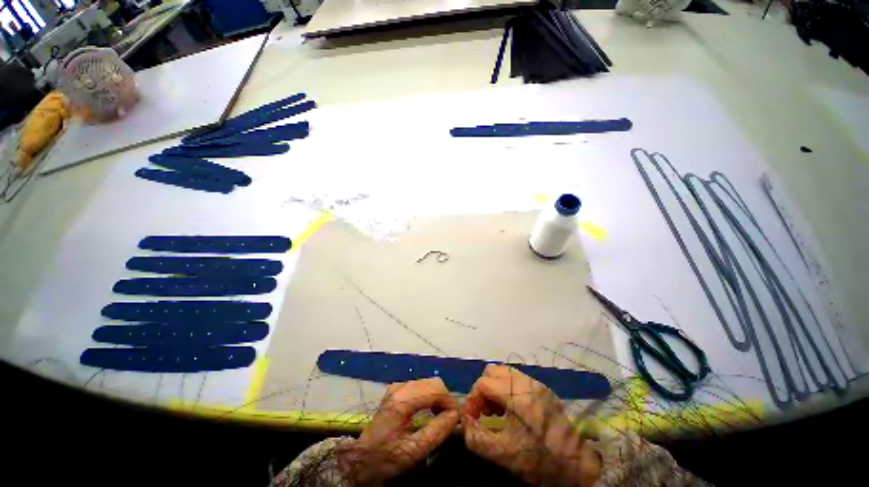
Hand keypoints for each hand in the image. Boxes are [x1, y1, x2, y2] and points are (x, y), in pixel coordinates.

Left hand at [339, 377, 459, 484]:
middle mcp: (400, 387)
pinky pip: (420, 386)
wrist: (361, 460)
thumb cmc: (386, 458)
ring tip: (442, 416)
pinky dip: (430, 396)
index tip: (457, 419)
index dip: (450, 402)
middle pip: (433, 382)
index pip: (435, 389)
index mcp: (402, 400)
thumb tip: (455, 416)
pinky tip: (430, 411)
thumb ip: (437, 432)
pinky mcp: (397, 390)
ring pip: (428, 383)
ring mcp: (397, 387)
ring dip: (438, 397)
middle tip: (450, 419)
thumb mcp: (413, 451)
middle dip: (445, 399)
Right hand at [461, 365, 600, 486]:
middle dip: (483, 390)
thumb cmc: (539, 460)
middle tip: (484, 412)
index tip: (471, 419)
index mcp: (517, 395)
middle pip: (492, 371)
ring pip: (504, 372)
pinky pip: (516, 378)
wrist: (577, 467)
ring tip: (496, 411)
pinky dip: (506, 388)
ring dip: (494, 388)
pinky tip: (510, 409)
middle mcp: (526, 382)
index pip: (483, 383)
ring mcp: (536, 383)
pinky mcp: (543, 389)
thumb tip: (464, 424)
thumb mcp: (503, 455)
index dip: (472, 400)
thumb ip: (476, 440)